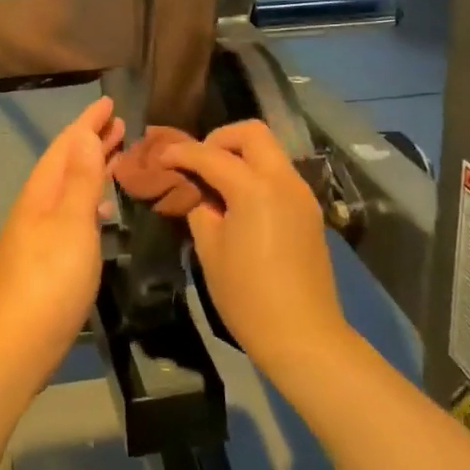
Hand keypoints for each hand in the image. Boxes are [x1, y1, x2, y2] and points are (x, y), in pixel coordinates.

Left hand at [0, 96, 123, 382]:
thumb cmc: (50, 281)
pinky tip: (101, 210)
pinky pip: (70, 212)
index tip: (109, 102)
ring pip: (68, 187)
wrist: (16, 347)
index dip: (87, 122)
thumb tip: (84, 134)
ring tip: (116, 155)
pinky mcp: (45, 258)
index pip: (66, 145)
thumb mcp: (71, 225)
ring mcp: (38, 234)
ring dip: (91, 168)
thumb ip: (80, 180)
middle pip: (65, 164)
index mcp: (41, 193)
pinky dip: (88, 199)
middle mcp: (36, 207)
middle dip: (91, 141)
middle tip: (119, 124)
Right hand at [152, 121, 350, 375]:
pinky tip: (239, 200)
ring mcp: (301, 193)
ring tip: (215, 182)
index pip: (210, 155)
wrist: (304, 336)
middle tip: (198, 163)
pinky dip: (256, 173)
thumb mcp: (210, 250)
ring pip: (269, 150)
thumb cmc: (247, 296)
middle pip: (252, 133)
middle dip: (219, 139)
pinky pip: (279, 174)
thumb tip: (195, 190)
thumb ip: (199, 207)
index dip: (181, 152)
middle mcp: (283, 180)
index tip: (160, 156)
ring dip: (240, 155)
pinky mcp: (309, 210)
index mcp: (255, 188)